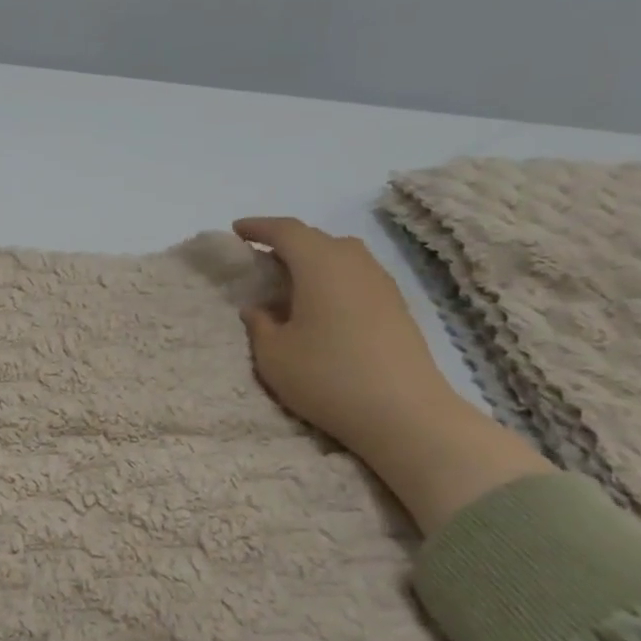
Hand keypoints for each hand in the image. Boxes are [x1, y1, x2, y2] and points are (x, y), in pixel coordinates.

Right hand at [234, 218, 455, 450]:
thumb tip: (259, 309)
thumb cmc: (327, 377)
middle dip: (285, 243)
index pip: (285, 231)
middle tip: (259, 259)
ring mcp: (380, 283)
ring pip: (341, 256)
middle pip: (316, 239)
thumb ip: (259, 324)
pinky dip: (332, 278)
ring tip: (289, 281)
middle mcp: (353, 263)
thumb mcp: (273, 355)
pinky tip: (321, 305)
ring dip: (312, 260)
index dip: (258, 227)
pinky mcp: (396, 306)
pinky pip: (356, 276)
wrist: (405, 414)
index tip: (236, 231)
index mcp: (319, 265)